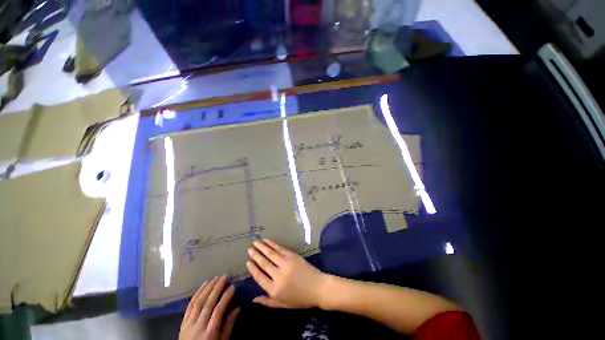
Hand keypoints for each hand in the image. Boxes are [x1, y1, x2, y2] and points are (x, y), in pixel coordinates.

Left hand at [179, 275, 239, 339]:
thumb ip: (228, 326)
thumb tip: (238, 308)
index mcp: (210, 333)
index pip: (218, 311)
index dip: (226, 297)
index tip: (233, 286)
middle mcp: (198, 326)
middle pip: (208, 304)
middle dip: (217, 288)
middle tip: (225, 276)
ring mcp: (189, 324)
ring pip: (198, 302)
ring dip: (207, 288)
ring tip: (216, 277)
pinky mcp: (183, 322)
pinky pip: (190, 305)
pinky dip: (197, 293)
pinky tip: (204, 284)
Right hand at [246, 239, 328, 308]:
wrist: (318, 287)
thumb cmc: (300, 298)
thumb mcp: (283, 304)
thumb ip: (268, 302)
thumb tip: (253, 299)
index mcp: (275, 290)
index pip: (260, 277)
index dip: (253, 269)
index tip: (248, 261)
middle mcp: (278, 275)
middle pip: (264, 263)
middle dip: (256, 255)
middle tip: (249, 249)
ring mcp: (286, 263)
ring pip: (270, 254)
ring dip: (262, 247)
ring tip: (255, 242)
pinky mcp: (292, 256)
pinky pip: (280, 249)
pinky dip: (272, 244)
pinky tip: (267, 241)